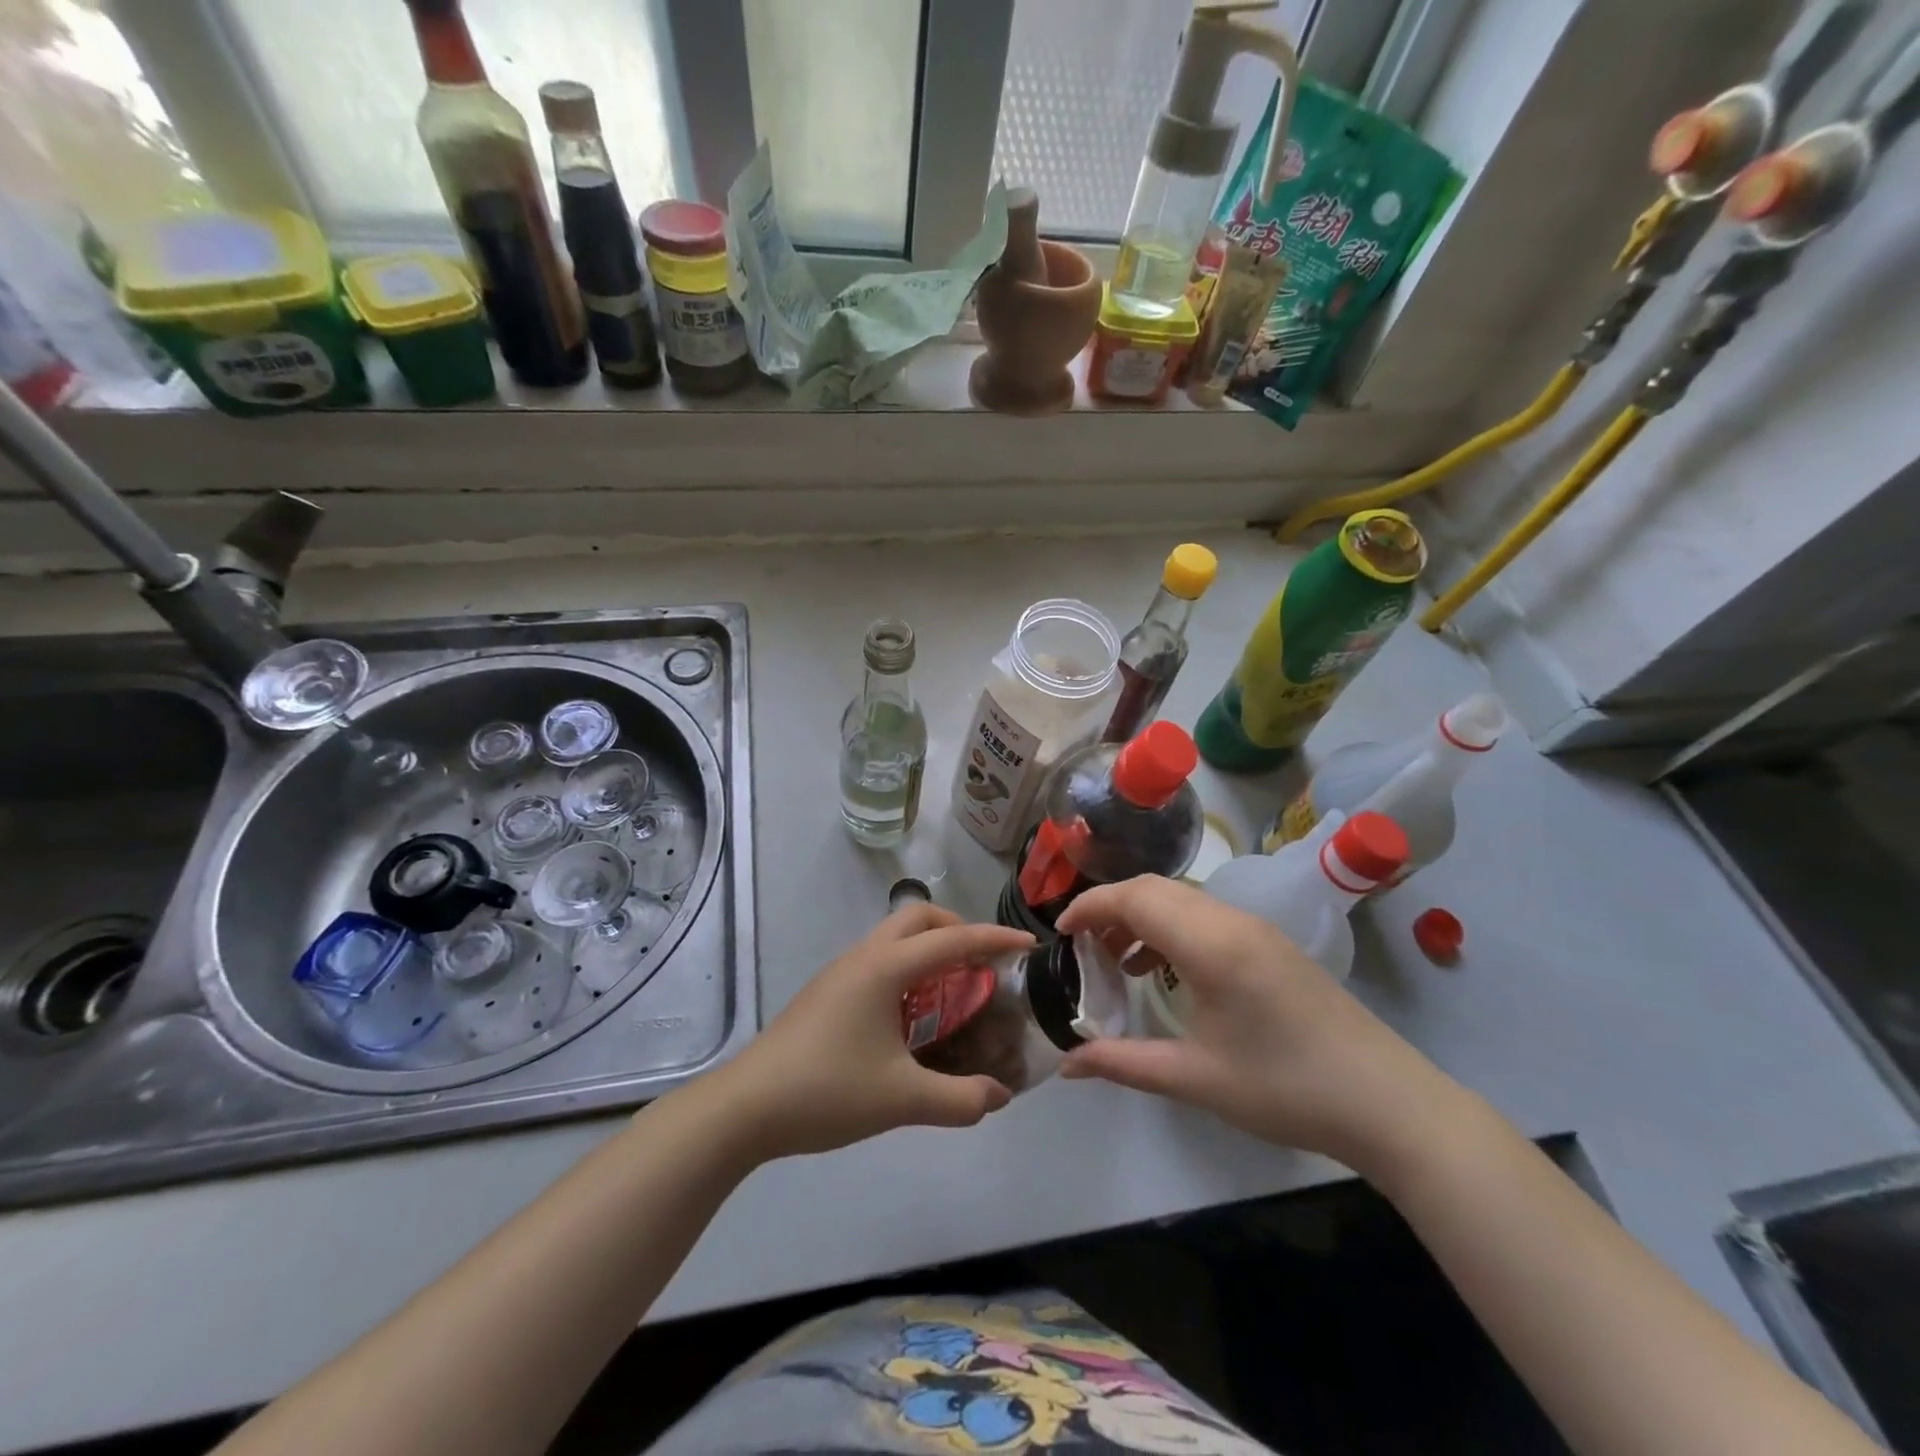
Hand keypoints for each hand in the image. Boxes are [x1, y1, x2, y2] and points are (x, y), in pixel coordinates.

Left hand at [712, 904, 1034, 1158]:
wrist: (745, 1107)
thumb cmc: (826, 1090)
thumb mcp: (902, 1099)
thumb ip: (959, 1099)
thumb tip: (999, 1097)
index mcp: (884, 968)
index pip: (952, 939)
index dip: (994, 939)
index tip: (1028, 944)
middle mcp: (863, 957)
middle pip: (917, 918)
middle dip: (956, 930)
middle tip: (983, 966)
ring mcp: (840, 973)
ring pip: (894, 938)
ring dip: (929, 950)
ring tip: (954, 992)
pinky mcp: (826, 993)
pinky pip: (879, 962)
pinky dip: (907, 970)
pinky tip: (912, 1017)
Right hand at [1055, 876, 1450, 1171]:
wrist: (1388, 1104)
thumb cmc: (1287, 1090)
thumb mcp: (1197, 1079)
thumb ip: (1124, 1063)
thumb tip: (1066, 1066)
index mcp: (1212, 944)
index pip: (1135, 898)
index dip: (1090, 906)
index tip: (1059, 932)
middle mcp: (1232, 921)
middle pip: (1155, 888)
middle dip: (1110, 908)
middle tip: (1081, 948)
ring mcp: (1256, 929)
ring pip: (1181, 899)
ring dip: (1141, 917)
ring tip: (1114, 962)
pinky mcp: (1270, 944)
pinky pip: (1205, 916)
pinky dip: (1170, 929)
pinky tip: (1162, 973)